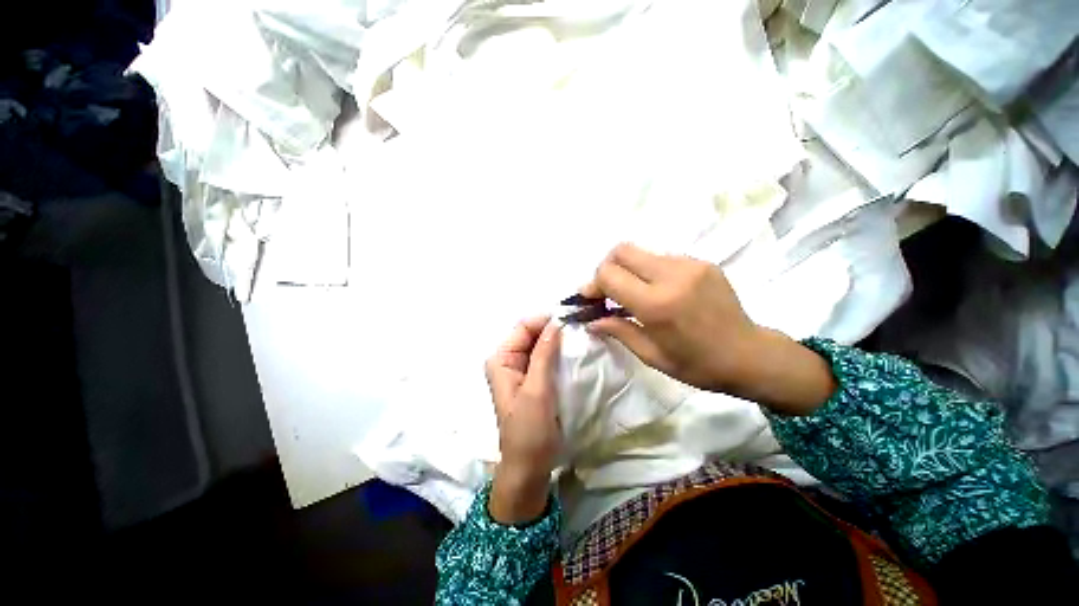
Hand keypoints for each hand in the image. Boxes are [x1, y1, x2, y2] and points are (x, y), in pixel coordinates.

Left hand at [485, 317, 561, 523]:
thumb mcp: (537, 390)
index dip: (546, 320)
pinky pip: (546, 357)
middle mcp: (508, 359)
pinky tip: (574, 353)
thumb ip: (544, 354)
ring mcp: (520, 369)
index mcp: (501, 359)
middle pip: (532, 333)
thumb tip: (556, 322)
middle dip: (554, 329)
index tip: (572, 320)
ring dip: (559, 340)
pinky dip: (559, 353)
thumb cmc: (529, 431)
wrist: (530, 466)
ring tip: (581, 337)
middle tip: (580, 327)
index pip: (524, 327)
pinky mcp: (533, 378)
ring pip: (541, 344)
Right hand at [583, 244, 835, 414]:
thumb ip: (618, 331)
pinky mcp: (702, 262)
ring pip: (641, 252)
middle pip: (621, 250)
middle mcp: (671, 275)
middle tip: (608, 290)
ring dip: (628, 269)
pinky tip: (658, 291)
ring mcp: (690, 264)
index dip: (593, 283)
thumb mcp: (652, 355)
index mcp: (656, 304)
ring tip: (633, 293)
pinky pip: (663, 258)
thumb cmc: (697, 364)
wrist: (750, 355)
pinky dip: (650, 271)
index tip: (590, 297)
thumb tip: (591, 321)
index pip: (609, 274)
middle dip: (606, 267)